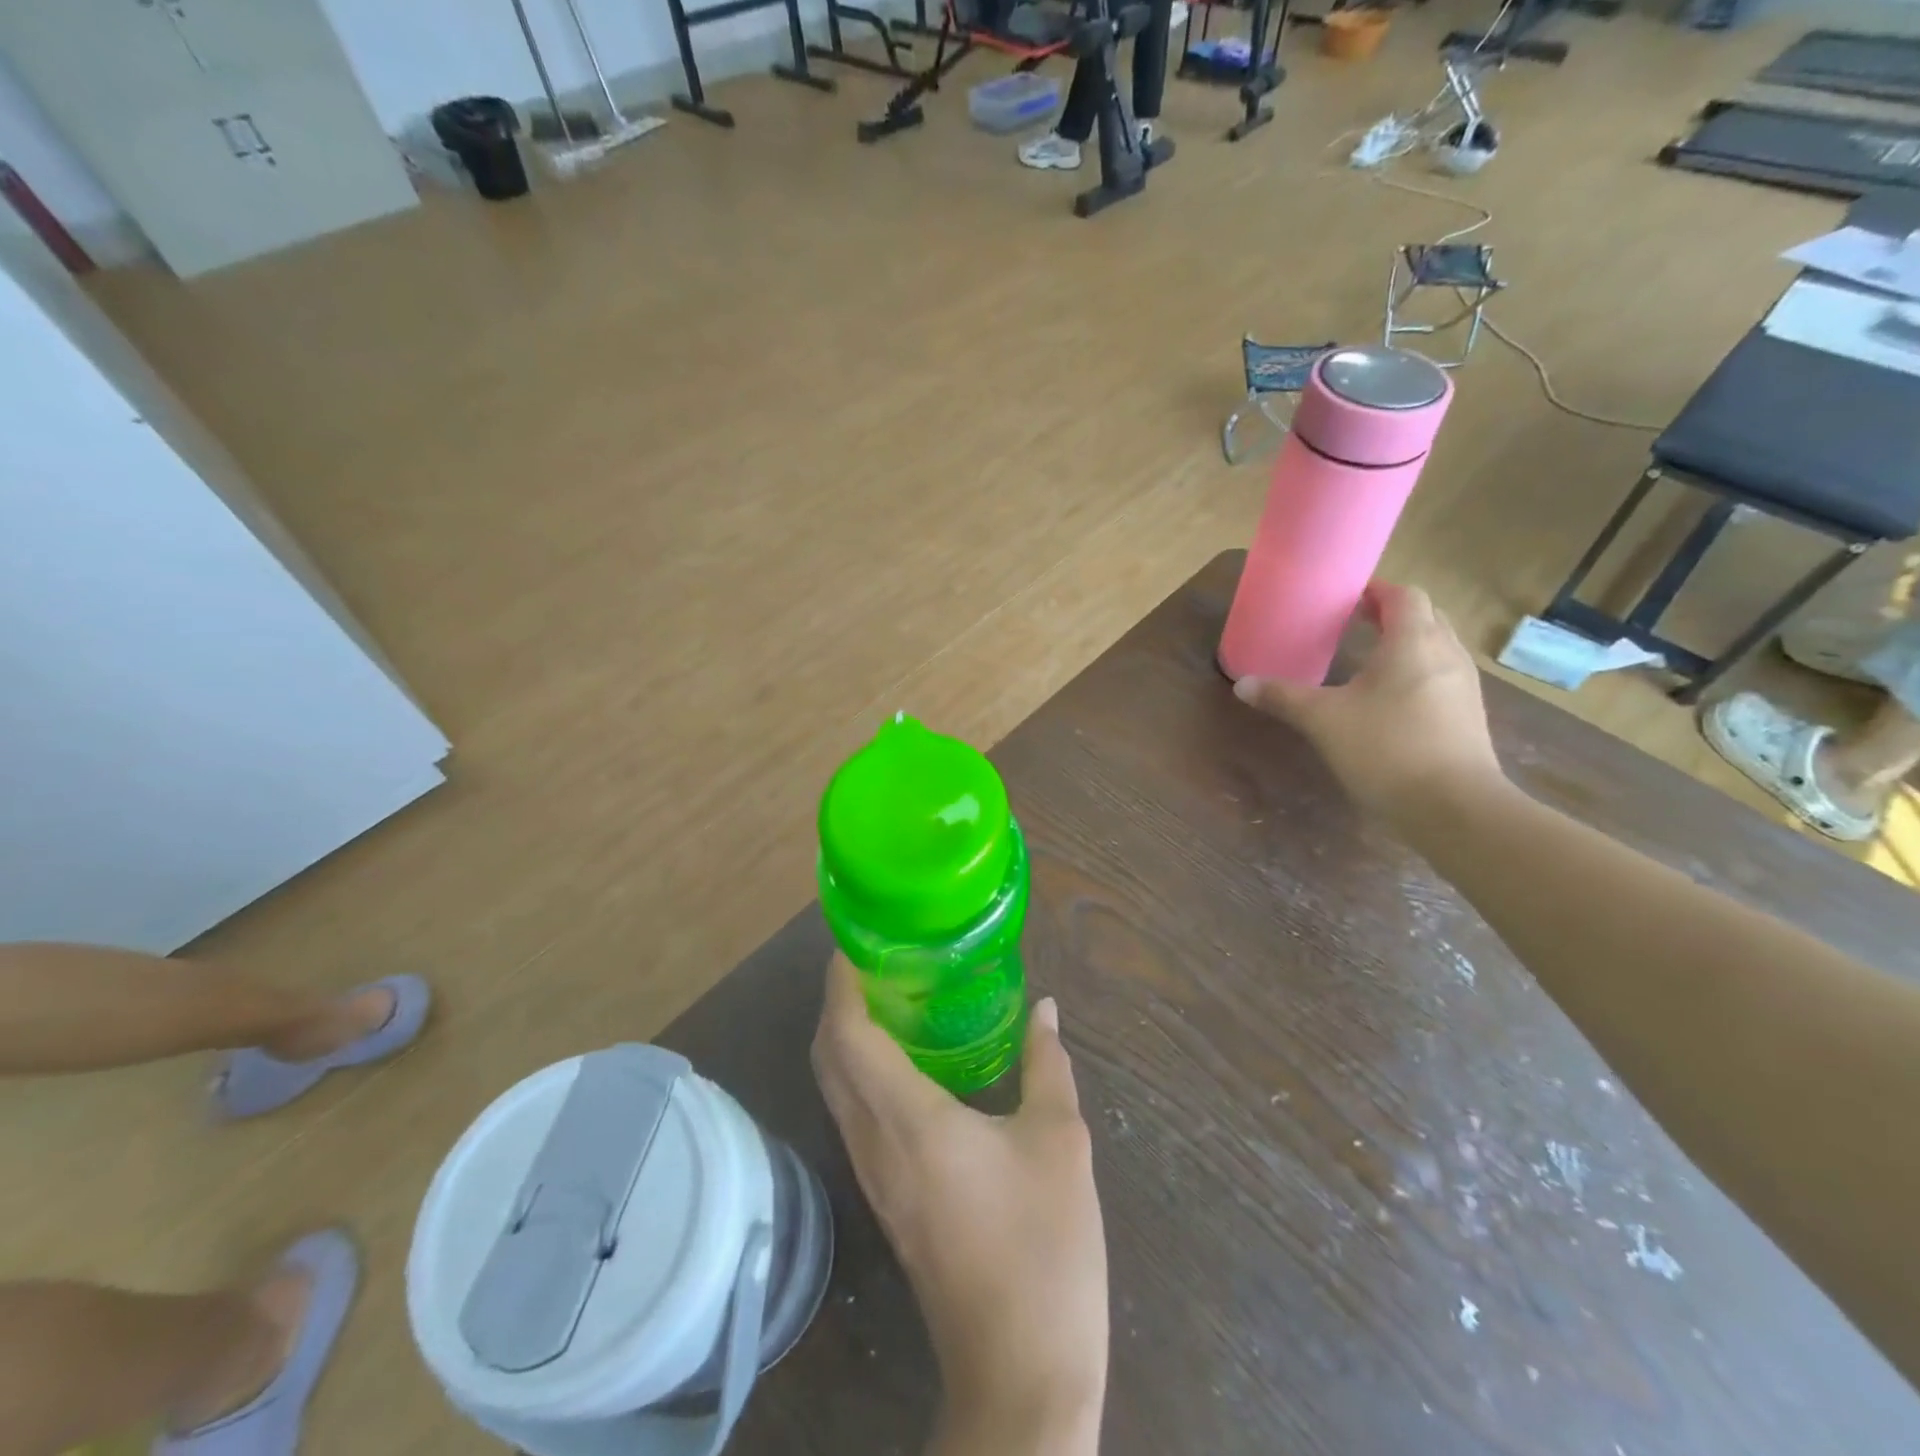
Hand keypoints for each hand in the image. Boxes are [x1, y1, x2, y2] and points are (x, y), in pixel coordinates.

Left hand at [812, 954, 1106, 1454]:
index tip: (857, 943)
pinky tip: (907, 1063)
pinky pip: (855, 1117)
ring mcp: (874, 1177)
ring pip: (836, 1090)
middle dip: (838, 1003)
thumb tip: (1044, 1008)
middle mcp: (875, 1143)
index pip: (847, 1036)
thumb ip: (1046, 1064)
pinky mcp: (886, 1200)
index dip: (841, 984)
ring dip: (846, 1038)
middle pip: (828, 1058)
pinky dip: (862, 1074)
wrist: (1021, 1372)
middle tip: (877, 962)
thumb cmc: (1043, 1247)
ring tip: (890, 998)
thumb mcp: (1059, 1142)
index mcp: (909, 1120)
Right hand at [1232, 581, 1505, 829]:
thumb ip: (1284, 698)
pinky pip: (1441, 676)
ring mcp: (1463, 686)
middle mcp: (1446, 654)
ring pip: (1437, 647)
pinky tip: (1390, 699)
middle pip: (1425, 616)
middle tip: (1355, 623)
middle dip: (1391, 614)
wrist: (1453, 808)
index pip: (1403, 596)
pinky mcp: (1468, 716)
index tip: (1347, 597)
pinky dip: (1416, 672)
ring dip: (1407, 643)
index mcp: (1413, 642)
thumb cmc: (1386, 749)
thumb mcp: (1323, 721)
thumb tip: (1242, 684)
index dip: (1376, 590)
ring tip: (1369, 658)